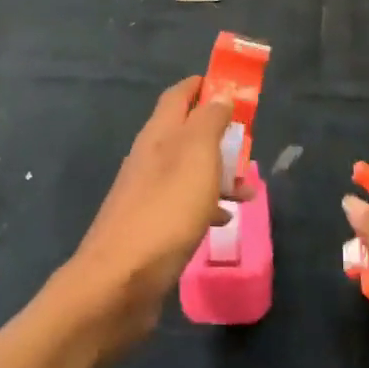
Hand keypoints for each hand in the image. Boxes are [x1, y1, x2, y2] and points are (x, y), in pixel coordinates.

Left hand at [61, 77, 233, 349]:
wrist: (120, 282)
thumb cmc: (165, 210)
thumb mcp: (196, 156)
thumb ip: (209, 121)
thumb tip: (218, 95)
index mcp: (159, 134)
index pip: (178, 95)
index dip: (203, 86)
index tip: (232, 87)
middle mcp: (150, 158)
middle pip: (186, 132)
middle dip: (218, 133)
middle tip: (248, 142)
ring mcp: (147, 194)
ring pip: (189, 170)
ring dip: (219, 173)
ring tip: (248, 190)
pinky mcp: (151, 226)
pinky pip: (184, 204)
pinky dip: (207, 205)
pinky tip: (224, 220)